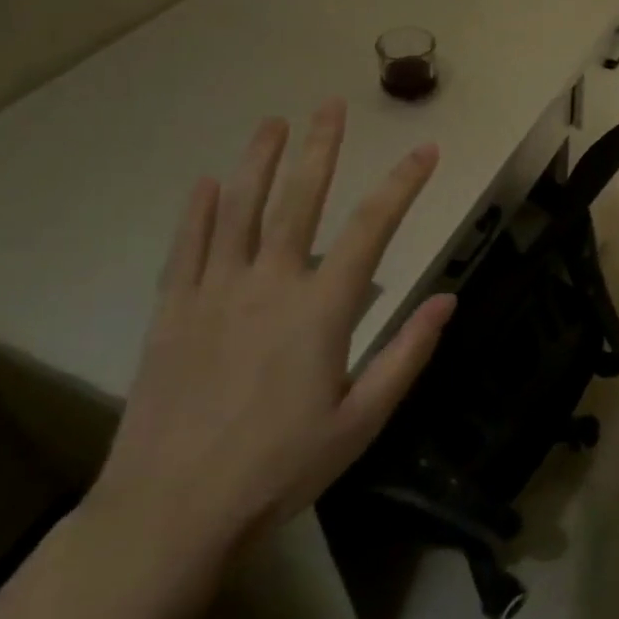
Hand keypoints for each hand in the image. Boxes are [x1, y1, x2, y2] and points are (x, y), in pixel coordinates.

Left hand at [91, 100, 455, 570]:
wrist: (170, 513)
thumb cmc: (280, 468)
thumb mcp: (362, 421)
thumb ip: (406, 354)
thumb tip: (448, 300)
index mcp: (322, 309)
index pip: (373, 228)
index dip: (404, 184)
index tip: (426, 151)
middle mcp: (269, 284)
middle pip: (300, 200)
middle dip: (320, 148)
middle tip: (330, 105)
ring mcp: (214, 293)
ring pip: (239, 210)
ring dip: (258, 161)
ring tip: (272, 122)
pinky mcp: (172, 312)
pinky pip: (187, 248)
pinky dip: (199, 212)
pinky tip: (208, 182)